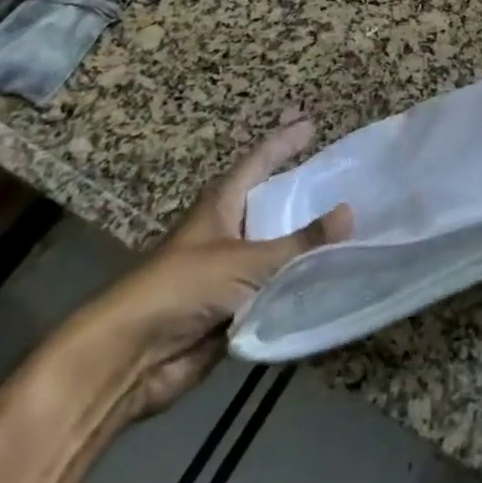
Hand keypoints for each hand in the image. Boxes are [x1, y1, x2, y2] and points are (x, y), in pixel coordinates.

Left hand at [63, 120, 353, 421]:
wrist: (130, 357)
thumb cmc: (183, 287)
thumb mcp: (247, 260)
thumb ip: (301, 242)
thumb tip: (351, 212)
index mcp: (222, 205)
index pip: (259, 161)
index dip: (284, 142)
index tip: (311, 124)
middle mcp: (228, 231)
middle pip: (271, 203)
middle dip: (301, 190)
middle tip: (340, 174)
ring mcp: (230, 270)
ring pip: (277, 247)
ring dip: (306, 241)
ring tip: (351, 224)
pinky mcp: (234, 306)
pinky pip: (276, 287)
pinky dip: (300, 281)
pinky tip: (333, 274)